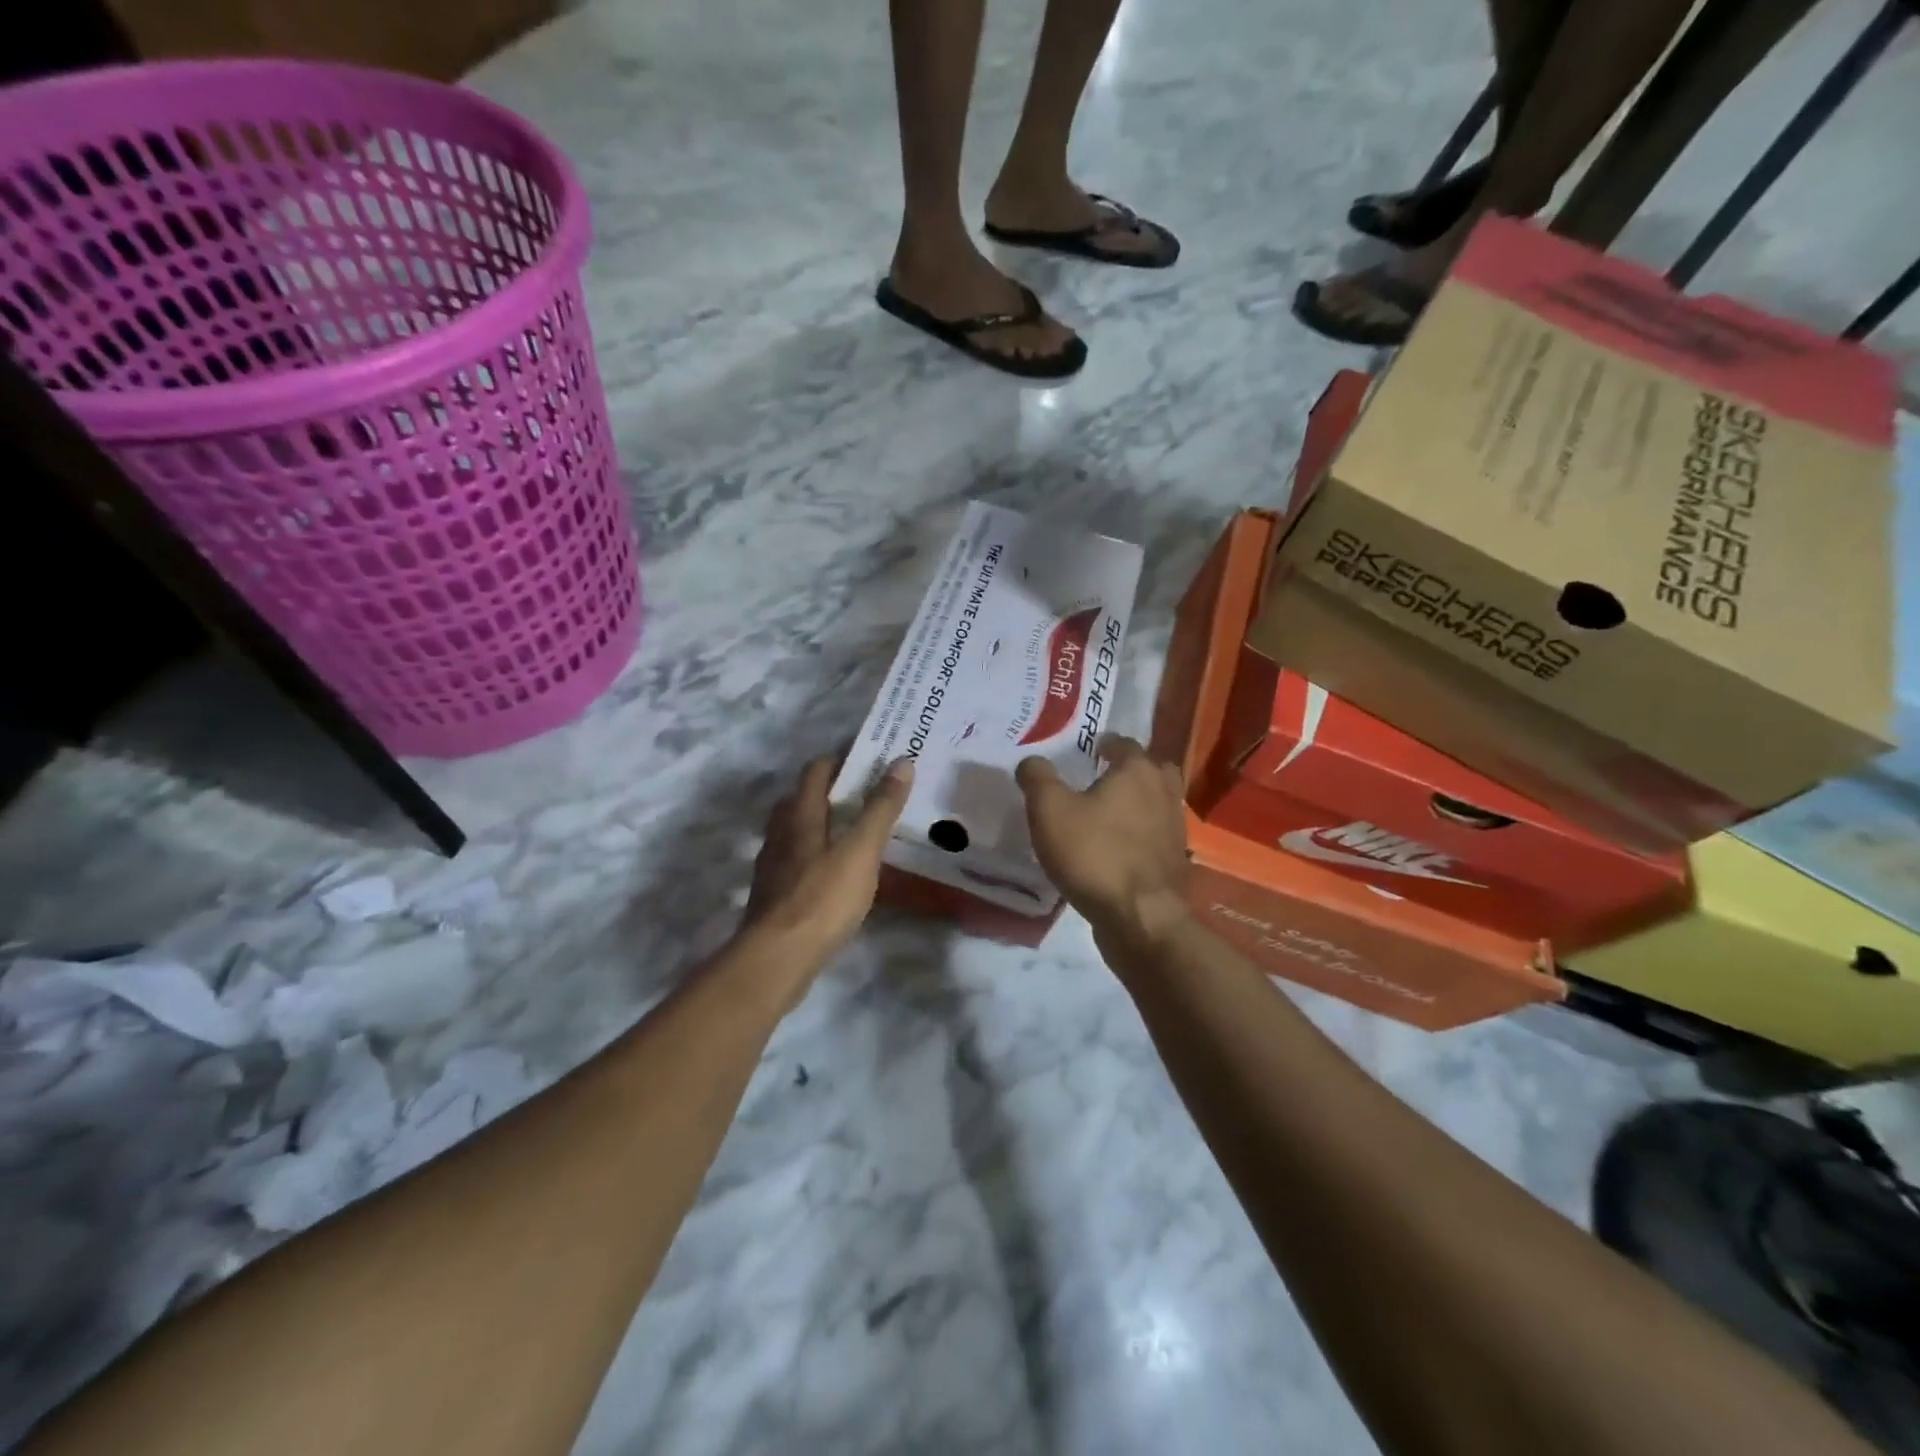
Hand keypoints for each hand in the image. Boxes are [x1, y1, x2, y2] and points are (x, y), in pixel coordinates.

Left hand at [745, 755, 912, 970]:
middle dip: (832, 790)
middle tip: (868, 794)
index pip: (816, 770)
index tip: (871, 759)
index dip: (841, 759)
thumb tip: (901, 762)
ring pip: (797, 830)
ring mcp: (773, 865)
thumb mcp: (861, 851)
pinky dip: (817, 853)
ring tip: (856, 831)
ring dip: (823, 822)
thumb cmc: (823, 898)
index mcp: (800, 814)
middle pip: (802, 798)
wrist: (778, 958)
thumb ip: (881, 808)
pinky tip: (838, 871)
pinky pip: (797, 859)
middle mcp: (781, 832)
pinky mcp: (774, 893)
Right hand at [1016, 736, 1190, 948]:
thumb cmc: (1093, 853)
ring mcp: (1175, 829)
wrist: (1140, 917)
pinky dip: (1142, 835)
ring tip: (1110, 814)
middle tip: (1105, 777)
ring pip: (1158, 803)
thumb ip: (1037, 778)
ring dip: (1139, 803)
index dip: (1106, 744)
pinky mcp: (1175, 861)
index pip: (1124, 744)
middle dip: (1132, 770)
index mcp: (1137, 771)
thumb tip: (1031, 761)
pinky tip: (1119, 848)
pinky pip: (1157, 836)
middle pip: (1152, 770)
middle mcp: (1164, 792)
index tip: (1090, 749)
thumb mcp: (1049, 811)